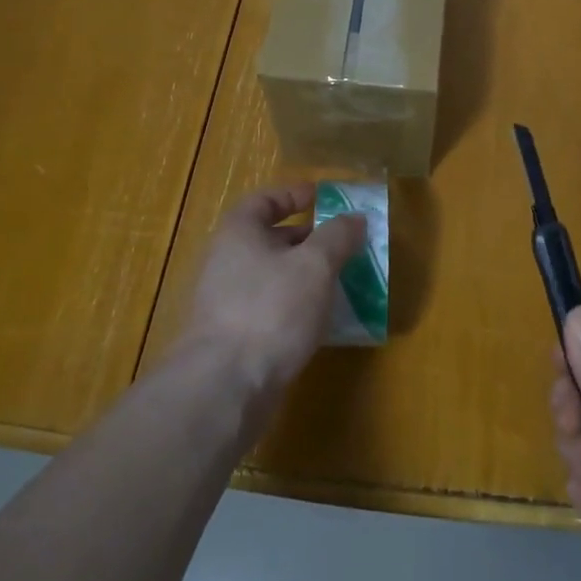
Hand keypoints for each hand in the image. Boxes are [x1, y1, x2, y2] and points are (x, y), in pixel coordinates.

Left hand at [178, 184, 367, 393]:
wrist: (225, 386)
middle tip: (344, 242)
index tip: (324, 198)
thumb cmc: (271, 309)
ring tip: (343, 279)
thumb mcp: (314, 265)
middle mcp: (227, 262)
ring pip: (273, 276)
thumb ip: (337, 237)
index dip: (294, 194)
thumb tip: (355, 218)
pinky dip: (297, 306)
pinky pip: (271, 308)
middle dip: (308, 238)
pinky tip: (323, 319)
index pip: (264, 200)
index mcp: (238, 233)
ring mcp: (227, 301)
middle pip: (270, 238)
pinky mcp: (235, 337)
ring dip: (306, 275)